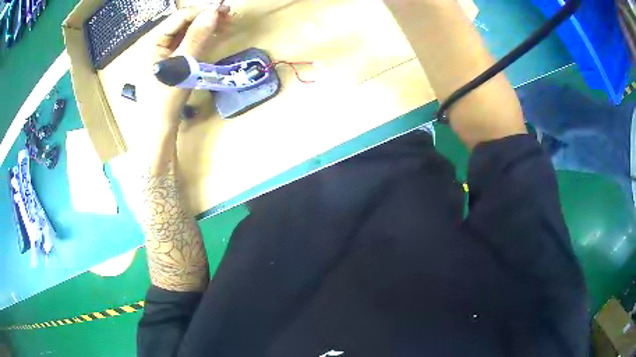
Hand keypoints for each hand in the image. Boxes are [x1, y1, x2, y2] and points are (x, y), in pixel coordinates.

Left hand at [150, 5, 229, 130]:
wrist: (159, 129)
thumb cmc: (165, 100)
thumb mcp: (181, 66)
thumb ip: (196, 38)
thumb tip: (213, 13)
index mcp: (153, 42)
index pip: (179, 17)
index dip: (202, 11)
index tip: (224, 10)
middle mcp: (157, 44)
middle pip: (183, 23)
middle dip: (205, 17)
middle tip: (228, 16)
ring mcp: (164, 53)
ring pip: (187, 32)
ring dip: (206, 26)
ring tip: (226, 24)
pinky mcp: (172, 62)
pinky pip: (187, 44)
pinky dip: (202, 38)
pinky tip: (214, 35)